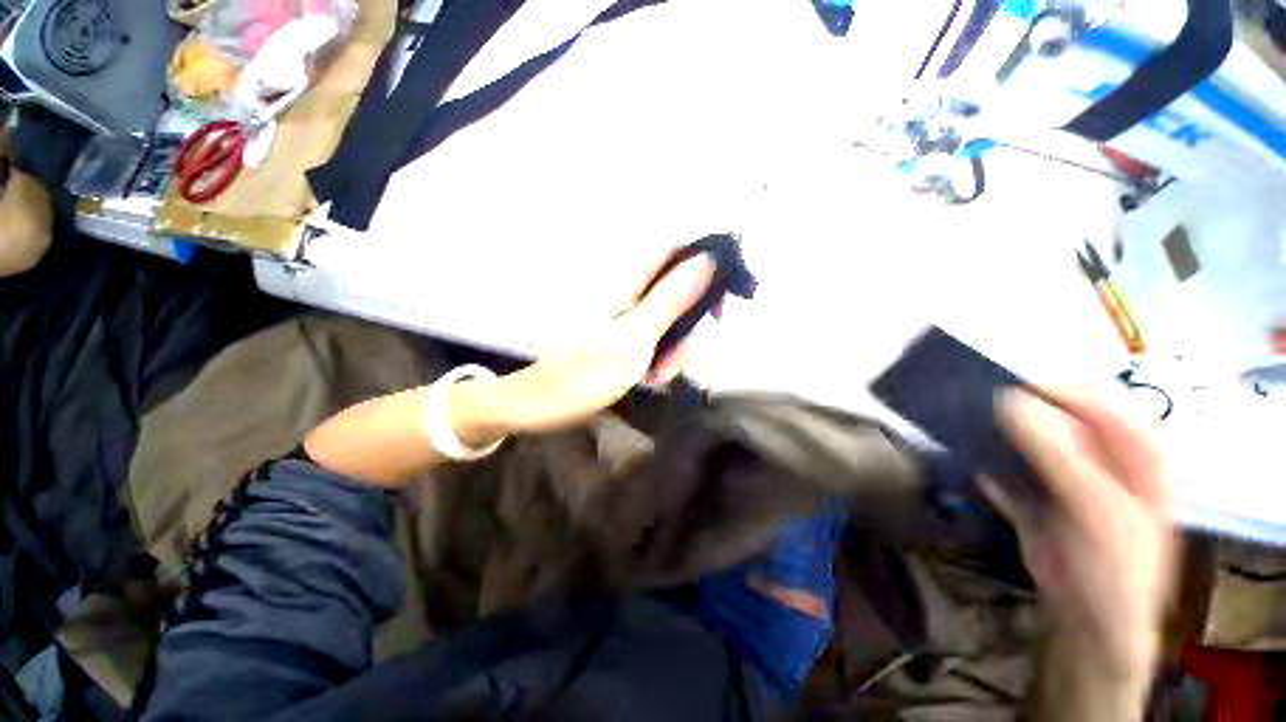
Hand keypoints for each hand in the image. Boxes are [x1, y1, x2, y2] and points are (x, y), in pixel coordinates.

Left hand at [453, 253, 714, 440]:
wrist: (546, 402)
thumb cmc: (586, 373)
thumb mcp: (635, 339)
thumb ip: (669, 299)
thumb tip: (706, 260)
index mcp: (629, 280)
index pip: (677, 249)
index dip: (705, 267)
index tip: (716, 307)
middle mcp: (631, 287)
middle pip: (681, 286)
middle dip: (692, 323)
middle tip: (683, 358)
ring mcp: (630, 310)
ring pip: (675, 314)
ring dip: (678, 346)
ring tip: (660, 376)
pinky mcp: (628, 328)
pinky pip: (661, 332)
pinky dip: (664, 354)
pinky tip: (653, 375)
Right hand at [985, 386, 1176, 678]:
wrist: (1090, 622)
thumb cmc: (1112, 563)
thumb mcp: (1092, 504)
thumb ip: (1055, 452)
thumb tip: (1008, 401)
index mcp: (1131, 453)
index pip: (1094, 400)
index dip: (1053, 388)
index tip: (1005, 385)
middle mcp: (1099, 460)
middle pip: (1055, 420)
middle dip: (1015, 410)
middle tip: (974, 402)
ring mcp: (1064, 482)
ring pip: (1026, 445)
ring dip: (994, 436)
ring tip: (961, 424)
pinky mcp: (1036, 503)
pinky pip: (1006, 475)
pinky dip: (985, 468)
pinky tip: (965, 461)